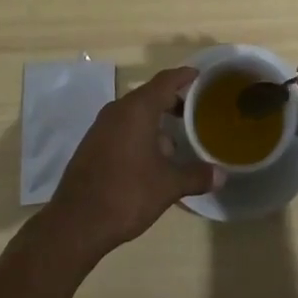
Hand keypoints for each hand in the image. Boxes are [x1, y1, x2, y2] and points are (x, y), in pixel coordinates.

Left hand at [44, 66, 218, 261]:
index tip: (199, 75)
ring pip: (134, 114)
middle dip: (171, 101)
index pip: (165, 81)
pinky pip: (121, 128)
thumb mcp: (167, 186)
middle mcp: (118, 110)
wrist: (75, 222)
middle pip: (149, 95)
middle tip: (193, 111)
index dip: (184, 76)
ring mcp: (101, 127)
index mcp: (138, 109)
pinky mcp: (92, 145)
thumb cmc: (126, 194)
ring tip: (174, 141)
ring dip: (154, 122)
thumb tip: (221, 174)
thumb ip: (195, 176)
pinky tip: (149, 158)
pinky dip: (139, 134)